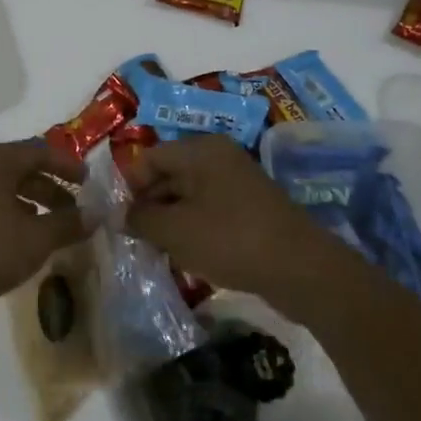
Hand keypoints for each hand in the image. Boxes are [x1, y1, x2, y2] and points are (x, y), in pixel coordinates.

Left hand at [0, 140, 90, 315]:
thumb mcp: (34, 239)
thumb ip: (67, 224)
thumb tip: (96, 213)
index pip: (40, 151)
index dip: (67, 165)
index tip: (88, 182)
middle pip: (20, 168)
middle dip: (50, 187)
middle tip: (73, 210)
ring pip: (1, 188)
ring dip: (29, 203)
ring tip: (48, 227)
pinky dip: (8, 214)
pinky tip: (15, 239)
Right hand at [119, 135, 328, 311]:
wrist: (302, 270)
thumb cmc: (231, 240)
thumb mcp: (176, 231)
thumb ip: (141, 220)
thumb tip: (119, 215)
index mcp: (199, 150)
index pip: (149, 158)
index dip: (130, 187)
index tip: (121, 221)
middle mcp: (218, 156)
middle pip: (169, 174)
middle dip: (150, 205)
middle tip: (137, 239)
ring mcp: (237, 181)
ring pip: (188, 194)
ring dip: (171, 220)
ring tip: (161, 251)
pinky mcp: (250, 206)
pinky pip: (210, 209)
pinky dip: (195, 228)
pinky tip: (190, 255)